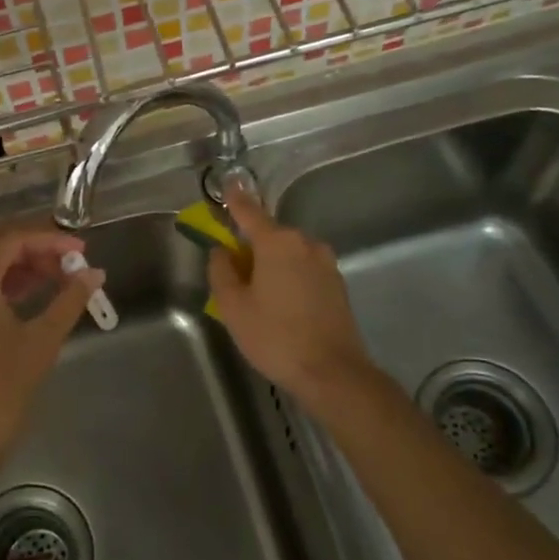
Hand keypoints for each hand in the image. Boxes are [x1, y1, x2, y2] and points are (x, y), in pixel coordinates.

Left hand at [0, 221, 103, 462]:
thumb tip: (94, 274)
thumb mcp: (41, 341)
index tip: (81, 250)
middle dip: (34, 247)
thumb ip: (69, 300)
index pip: (13, 238)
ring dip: (17, 265)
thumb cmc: (0, 391)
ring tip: (56, 279)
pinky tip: (27, 296)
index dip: (50, 238)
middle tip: (70, 262)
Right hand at [207, 185, 374, 409]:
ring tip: (260, 300)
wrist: (333, 374)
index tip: (228, 185)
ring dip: (272, 266)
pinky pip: (304, 270)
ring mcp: (326, 263)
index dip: (234, 199)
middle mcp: (305, 243)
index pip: (249, 211)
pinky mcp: (337, 284)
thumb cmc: (276, 337)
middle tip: (235, 278)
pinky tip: (283, 308)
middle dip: (251, 247)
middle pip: (269, 235)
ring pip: (288, 254)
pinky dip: (290, 278)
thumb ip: (221, 271)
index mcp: (277, 241)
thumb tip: (222, 252)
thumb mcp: (233, 306)